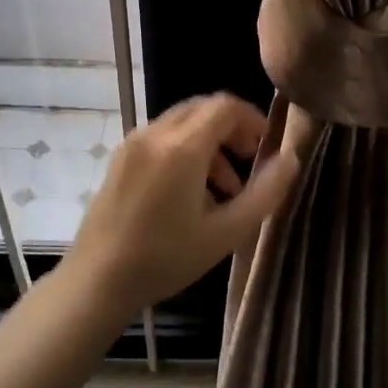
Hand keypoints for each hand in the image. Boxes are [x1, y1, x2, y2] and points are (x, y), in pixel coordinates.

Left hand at [68, 93, 299, 311]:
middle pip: (203, 108)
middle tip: (250, 160)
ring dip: (210, 142)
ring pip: (183, 122)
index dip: (253, 119)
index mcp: (182, 148)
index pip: (225, 106)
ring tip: (226, 188)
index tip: (266, 147)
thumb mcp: (226, 232)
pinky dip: (186, 150)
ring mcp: (133, 144)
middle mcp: (155, 134)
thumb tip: (291, 159)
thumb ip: (265, 193)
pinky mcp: (120, 159)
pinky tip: (192, 193)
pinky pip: (162, 137)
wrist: (96, 281)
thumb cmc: (165, 259)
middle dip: (232, 128)